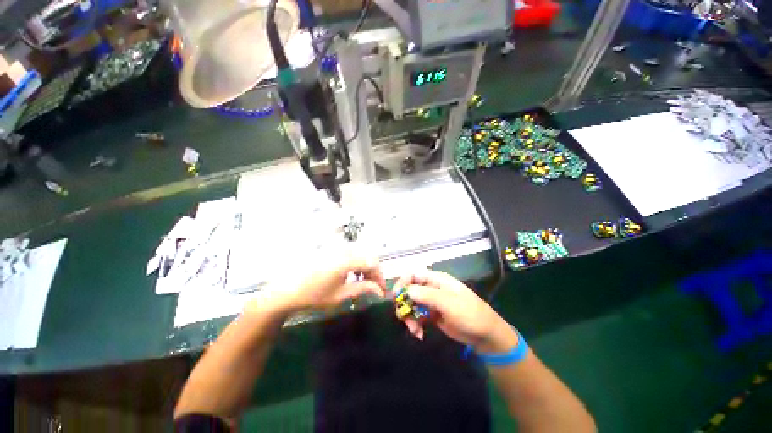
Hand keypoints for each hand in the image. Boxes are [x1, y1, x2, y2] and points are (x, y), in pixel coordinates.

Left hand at [257, 257, 386, 314]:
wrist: (285, 291)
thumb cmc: (313, 296)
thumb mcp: (340, 296)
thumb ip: (362, 289)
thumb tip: (379, 290)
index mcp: (347, 260)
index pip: (372, 263)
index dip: (380, 276)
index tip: (382, 290)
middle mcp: (343, 249)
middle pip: (367, 256)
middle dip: (373, 271)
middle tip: (373, 287)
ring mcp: (335, 248)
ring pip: (358, 254)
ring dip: (364, 267)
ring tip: (361, 282)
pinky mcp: (329, 250)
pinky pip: (348, 253)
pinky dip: (354, 263)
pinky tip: (349, 275)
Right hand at [393, 269, 517, 352]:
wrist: (485, 335)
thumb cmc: (470, 314)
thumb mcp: (449, 303)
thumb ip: (427, 295)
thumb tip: (407, 290)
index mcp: (436, 279)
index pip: (413, 274)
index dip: (402, 282)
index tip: (396, 297)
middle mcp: (431, 288)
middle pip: (409, 290)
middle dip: (404, 304)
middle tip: (404, 318)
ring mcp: (431, 302)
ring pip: (411, 304)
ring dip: (408, 317)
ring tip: (415, 331)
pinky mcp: (431, 315)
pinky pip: (416, 316)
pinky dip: (414, 324)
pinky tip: (419, 334)